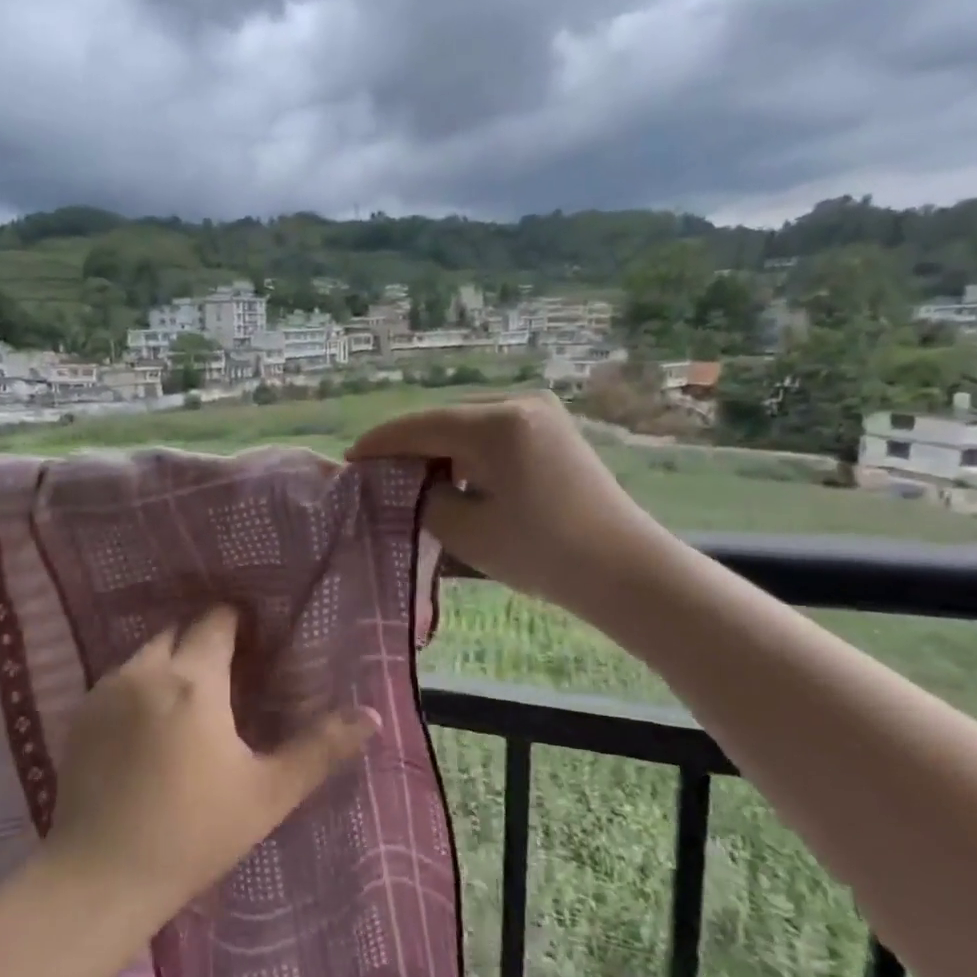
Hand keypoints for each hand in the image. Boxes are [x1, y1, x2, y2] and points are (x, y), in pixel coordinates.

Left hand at [45, 606, 379, 917]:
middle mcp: (147, 670)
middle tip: (227, 673)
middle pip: (179, 630)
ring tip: (189, 698)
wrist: (100, 876)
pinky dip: (140, 684)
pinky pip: (119, 678)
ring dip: (171, 660)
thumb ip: (320, 748)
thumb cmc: (194, 833)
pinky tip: (149, 724)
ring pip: (147, 652)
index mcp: (194, 680)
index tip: (254, 640)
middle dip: (203, 638)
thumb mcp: (267, 793)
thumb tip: (371, 715)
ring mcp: (107, 689)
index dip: (237, 622)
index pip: (216, 621)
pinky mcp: (81, 712)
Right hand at [348, 394, 662, 615]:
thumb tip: (415, 485)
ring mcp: (541, 416)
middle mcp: (519, 405)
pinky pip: (493, 435)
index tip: (351, 459)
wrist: (626, 570)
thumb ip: (426, 499)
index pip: (420, 426)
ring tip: (411, 478)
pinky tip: (454, 477)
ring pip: (468, 427)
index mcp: (496, 424)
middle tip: (376, 472)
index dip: (380, 443)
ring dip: (438, 450)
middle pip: (444, 420)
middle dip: (408, 446)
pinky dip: (467, 454)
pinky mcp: (554, 433)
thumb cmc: (542, 551)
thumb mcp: (466, 529)